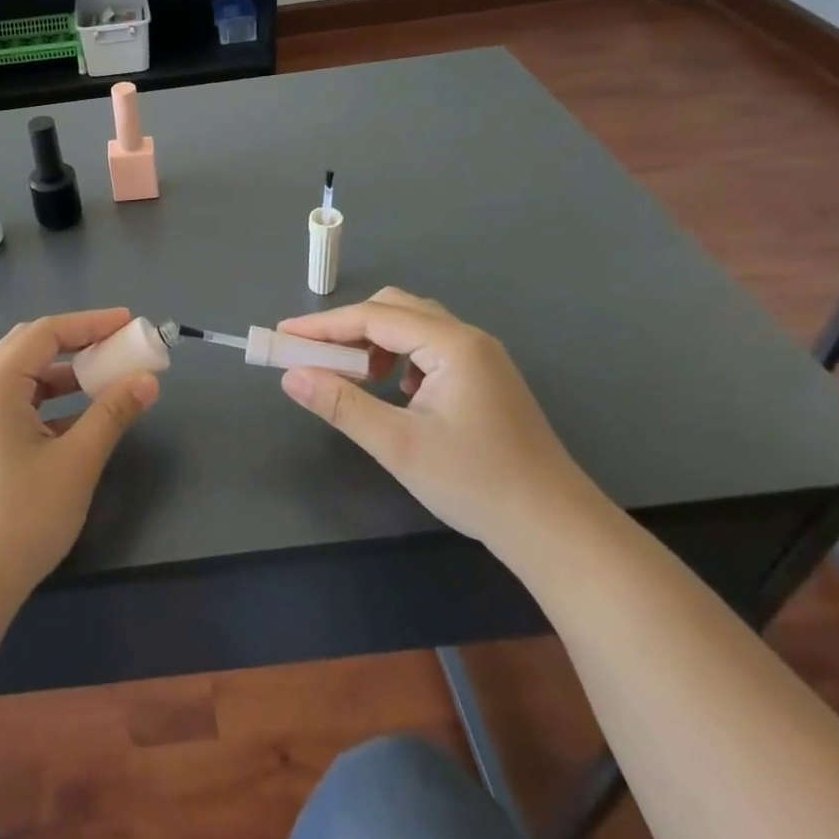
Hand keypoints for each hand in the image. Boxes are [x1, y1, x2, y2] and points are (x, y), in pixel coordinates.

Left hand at [0, 308, 159, 607]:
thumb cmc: (20, 519)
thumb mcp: (76, 463)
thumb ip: (112, 413)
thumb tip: (148, 380)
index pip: (45, 332)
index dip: (91, 323)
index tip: (130, 323)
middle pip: (29, 347)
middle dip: (77, 342)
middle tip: (119, 348)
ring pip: (21, 377)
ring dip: (64, 374)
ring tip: (105, 381)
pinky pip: (14, 405)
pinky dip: (48, 402)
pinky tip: (78, 421)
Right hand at [277, 287, 602, 550]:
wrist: (555, 529)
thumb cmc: (476, 483)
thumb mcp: (398, 445)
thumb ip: (342, 405)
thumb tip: (291, 376)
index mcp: (452, 344)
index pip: (374, 317)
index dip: (323, 325)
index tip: (283, 335)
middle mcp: (468, 338)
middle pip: (395, 310)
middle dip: (349, 329)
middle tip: (314, 356)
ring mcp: (481, 358)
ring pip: (413, 327)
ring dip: (374, 343)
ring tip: (352, 377)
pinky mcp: (485, 378)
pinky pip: (429, 349)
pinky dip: (399, 359)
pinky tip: (394, 392)